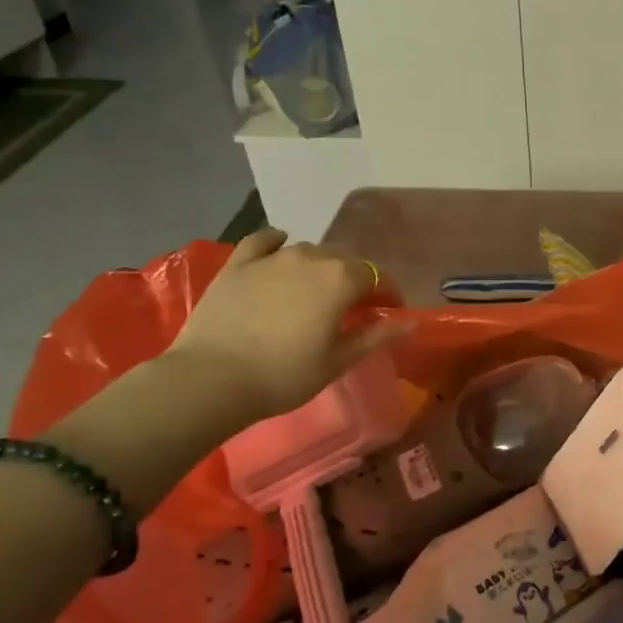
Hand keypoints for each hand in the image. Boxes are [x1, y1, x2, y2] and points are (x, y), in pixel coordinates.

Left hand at [166, 229, 406, 426]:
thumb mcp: (338, 360)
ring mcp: (271, 258)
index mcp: (341, 280)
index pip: (377, 277)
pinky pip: (263, 242)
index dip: (388, 293)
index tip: (390, 312)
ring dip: (320, 267)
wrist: (212, 380)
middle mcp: (311, 258)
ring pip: (308, 251)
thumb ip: (376, 335)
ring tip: (316, 291)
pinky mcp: (238, 264)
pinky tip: (279, 249)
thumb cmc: (285, 375)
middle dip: (355, 280)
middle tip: (353, 307)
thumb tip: (411, 323)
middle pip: (344, 261)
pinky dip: (276, 243)